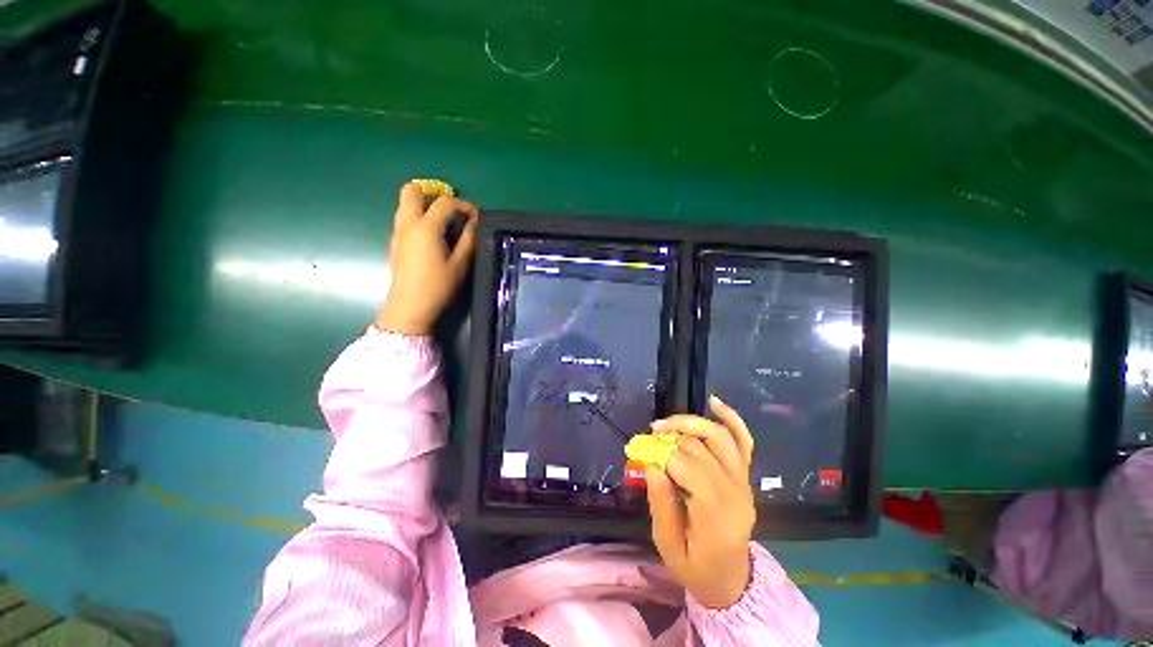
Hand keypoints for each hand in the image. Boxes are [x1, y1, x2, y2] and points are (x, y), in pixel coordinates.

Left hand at [375, 182, 479, 334]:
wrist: (409, 308)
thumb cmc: (438, 286)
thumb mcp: (460, 264)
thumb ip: (469, 239)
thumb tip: (474, 223)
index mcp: (426, 228)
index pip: (445, 203)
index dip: (464, 205)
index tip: (477, 217)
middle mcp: (408, 224)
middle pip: (412, 191)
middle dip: (432, 192)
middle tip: (451, 207)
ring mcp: (398, 233)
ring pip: (405, 204)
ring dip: (424, 204)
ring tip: (445, 221)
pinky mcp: (396, 243)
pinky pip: (405, 219)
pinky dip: (419, 217)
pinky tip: (434, 236)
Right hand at [645, 396, 756, 608]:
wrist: (732, 579)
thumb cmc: (697, 567)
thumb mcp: (668, 546)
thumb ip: (660, 504)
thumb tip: (651, 464)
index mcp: (717, 514)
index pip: (687, 466)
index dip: (661, 453)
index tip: (641, 453)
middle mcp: (735, 491)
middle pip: (699, 448)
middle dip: (668, 438)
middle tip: (648, 440)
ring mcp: (744, 480)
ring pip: (719, 436)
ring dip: (689, 423)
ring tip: (664, 425)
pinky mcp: (745, 475)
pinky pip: (743, 440)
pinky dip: (731, 418)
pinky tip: (714, 402)